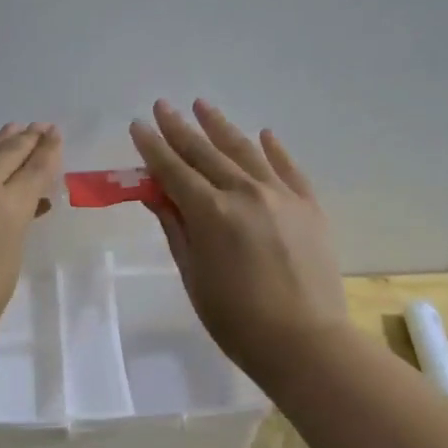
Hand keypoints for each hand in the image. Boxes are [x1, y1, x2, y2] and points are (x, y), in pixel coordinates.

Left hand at [0, 123, 61, 375]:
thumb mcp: (9, 263)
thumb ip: (17, 224)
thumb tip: (23, 204)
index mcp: (6, 207)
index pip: (33, 169)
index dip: (47, 151)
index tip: (54, 135)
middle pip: (4, 153)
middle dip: (24, 139)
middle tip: (37, 127)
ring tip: (9, 131)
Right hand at [130, 99, 349, 385]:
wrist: (305, 341)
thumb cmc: (236, 319)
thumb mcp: (193, 276)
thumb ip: (176, 229)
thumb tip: (156, 194)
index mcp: (210, 213)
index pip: (173, 170)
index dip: (152, 147)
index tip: (138, 126)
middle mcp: (244, 193)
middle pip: (206, 153)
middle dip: (180, 128)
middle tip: (163, 106)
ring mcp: (281, 195)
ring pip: (245, 151)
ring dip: (221, 126)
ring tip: (203, 105)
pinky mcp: (309, 205)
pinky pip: (288, 168)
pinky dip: (273, 149)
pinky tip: (262, 134)